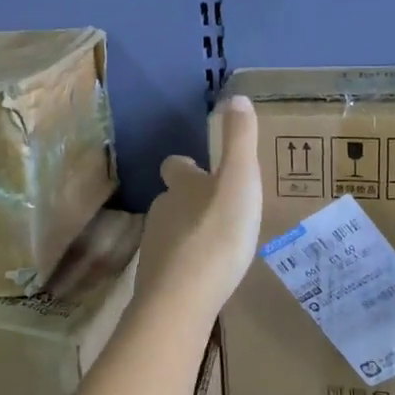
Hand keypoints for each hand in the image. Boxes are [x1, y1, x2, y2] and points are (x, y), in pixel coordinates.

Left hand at [136, 97, 262, 321]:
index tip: (201, 169)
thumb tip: (235, 98)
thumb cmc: (218, 233)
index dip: (186, 166)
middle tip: (218, 210)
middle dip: (190, 201)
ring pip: (171, 231)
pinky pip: (173, 263)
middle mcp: (162, 210)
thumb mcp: (239, 180)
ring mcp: (154, 246)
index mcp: (182, 186)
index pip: (175, 166)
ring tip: (216, 243)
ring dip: (190, 232)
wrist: (183, 297)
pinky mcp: (156, 279)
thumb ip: (239, 141)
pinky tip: (205, 275)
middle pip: (171, 199)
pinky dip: (186, 263)